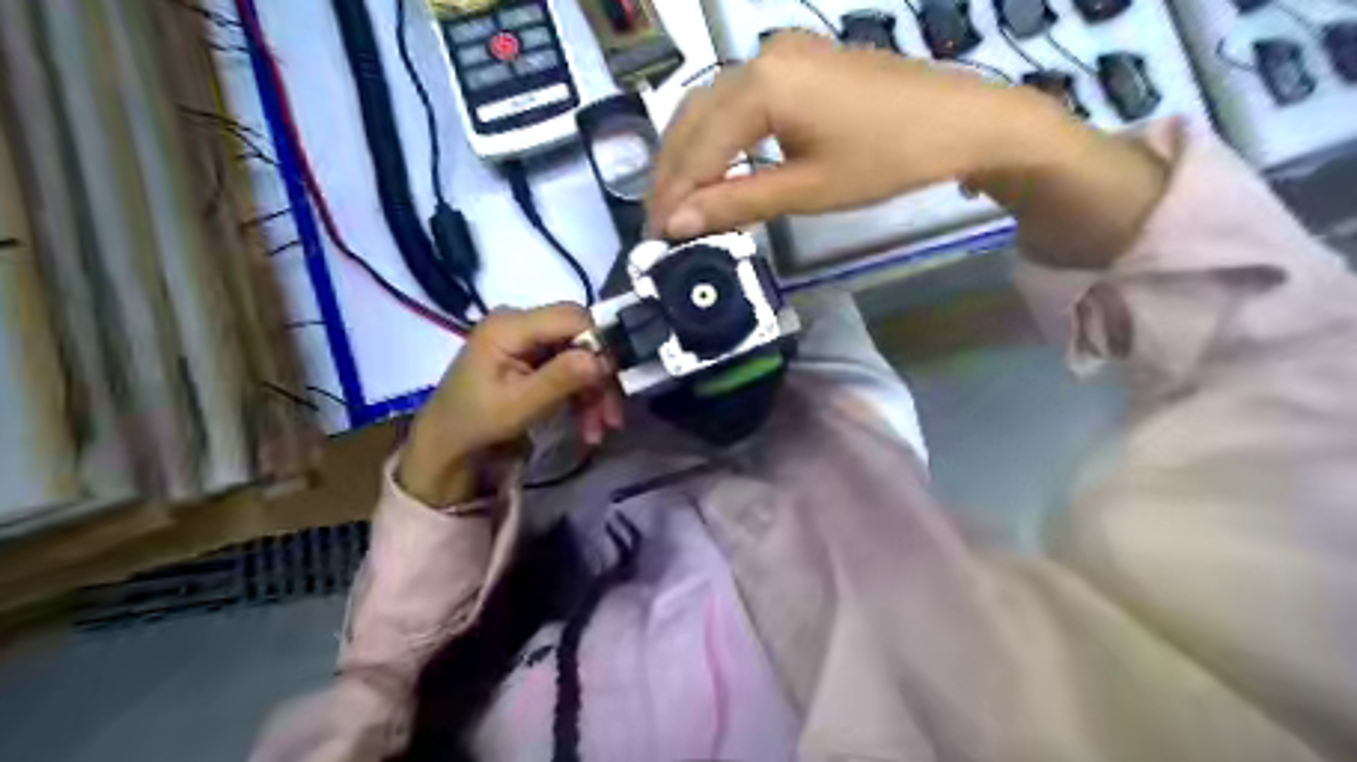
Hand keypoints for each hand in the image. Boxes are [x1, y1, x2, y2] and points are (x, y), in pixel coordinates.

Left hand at [397, 302, 620, 504]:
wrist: (447, 444)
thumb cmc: (476, 423)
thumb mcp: (518, 406)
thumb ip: (560, 379)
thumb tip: (603, 359)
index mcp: (510, 325)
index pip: (573, 318)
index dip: (600, 344)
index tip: (616, 380)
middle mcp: (520, 323)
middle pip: (580, 337)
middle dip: (600, 376)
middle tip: (612, 415)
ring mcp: (527, 339)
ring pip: (580, 355)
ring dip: (595, 392)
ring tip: (601, 429)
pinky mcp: (532, 356)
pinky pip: (569, 368)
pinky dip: (582, 395)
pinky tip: (588, 425)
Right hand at [645, 31, 1166, 270]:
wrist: (961, 121)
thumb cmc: (887, 159)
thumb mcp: (808, 189)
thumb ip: (736, 201)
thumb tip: (677, 224)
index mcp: (763, 83)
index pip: (697, 146)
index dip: (674, 194)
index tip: (657, 237)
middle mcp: (760, 55)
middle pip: (693, 119)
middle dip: (672, 174)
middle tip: (661, 224)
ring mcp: (779, 52)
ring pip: (710, 107)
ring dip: (689, 155)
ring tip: (680, 203)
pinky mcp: (795, 61)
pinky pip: (736, 100)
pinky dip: (717, 138)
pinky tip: (714, 169)